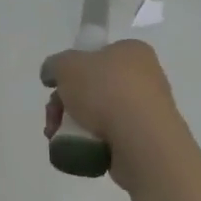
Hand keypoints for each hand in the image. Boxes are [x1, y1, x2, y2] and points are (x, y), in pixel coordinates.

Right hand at [42, 39, 190, 191]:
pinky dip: (92, 143)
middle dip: (66, 103)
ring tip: (57, 138)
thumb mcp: (67, 65)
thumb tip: (52, 74)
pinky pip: (112, 138)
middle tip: (52, 117)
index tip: (57, 86)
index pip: (98, 54)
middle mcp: (145, 77)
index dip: (73, 69)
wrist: (143, 143)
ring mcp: (148, 111)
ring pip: (100, 114)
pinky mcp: (147, 142)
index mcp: (132, 51)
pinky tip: (78, 149)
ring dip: (74, 124)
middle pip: (93, 87)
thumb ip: (54, 65)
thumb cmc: (106, 91)